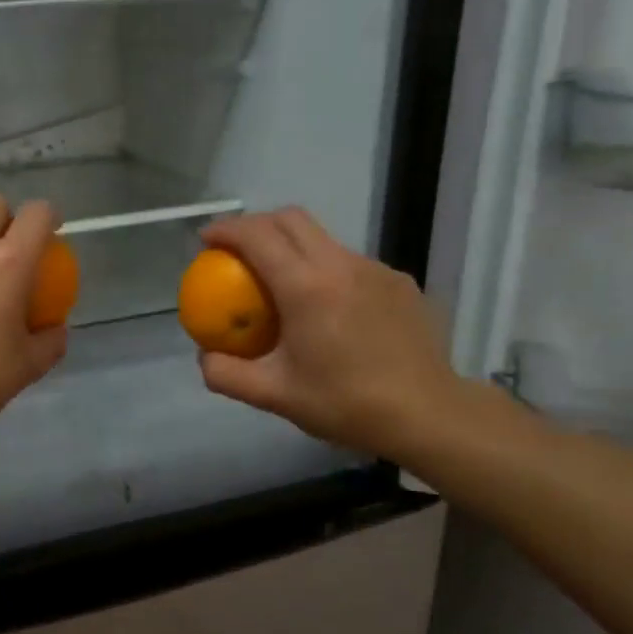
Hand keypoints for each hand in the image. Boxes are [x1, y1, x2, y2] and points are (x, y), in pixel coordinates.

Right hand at [196, 209, 468, 460]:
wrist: (427, 414)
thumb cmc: (346, 404)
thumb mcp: (274, 396)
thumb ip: (227, 374)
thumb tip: (205, 355)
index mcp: (306, 287)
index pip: (257, 236)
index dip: (226, 230)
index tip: (206, 240)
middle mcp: (341, 265)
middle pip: (291, 219)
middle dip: (256, 224)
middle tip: (236, 251)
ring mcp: (375, 269)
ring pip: (323, 238)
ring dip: (292, 246)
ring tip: (279, 281)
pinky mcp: (398, 282)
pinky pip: (350, 262)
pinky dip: (324, 269)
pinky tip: (326, 308)